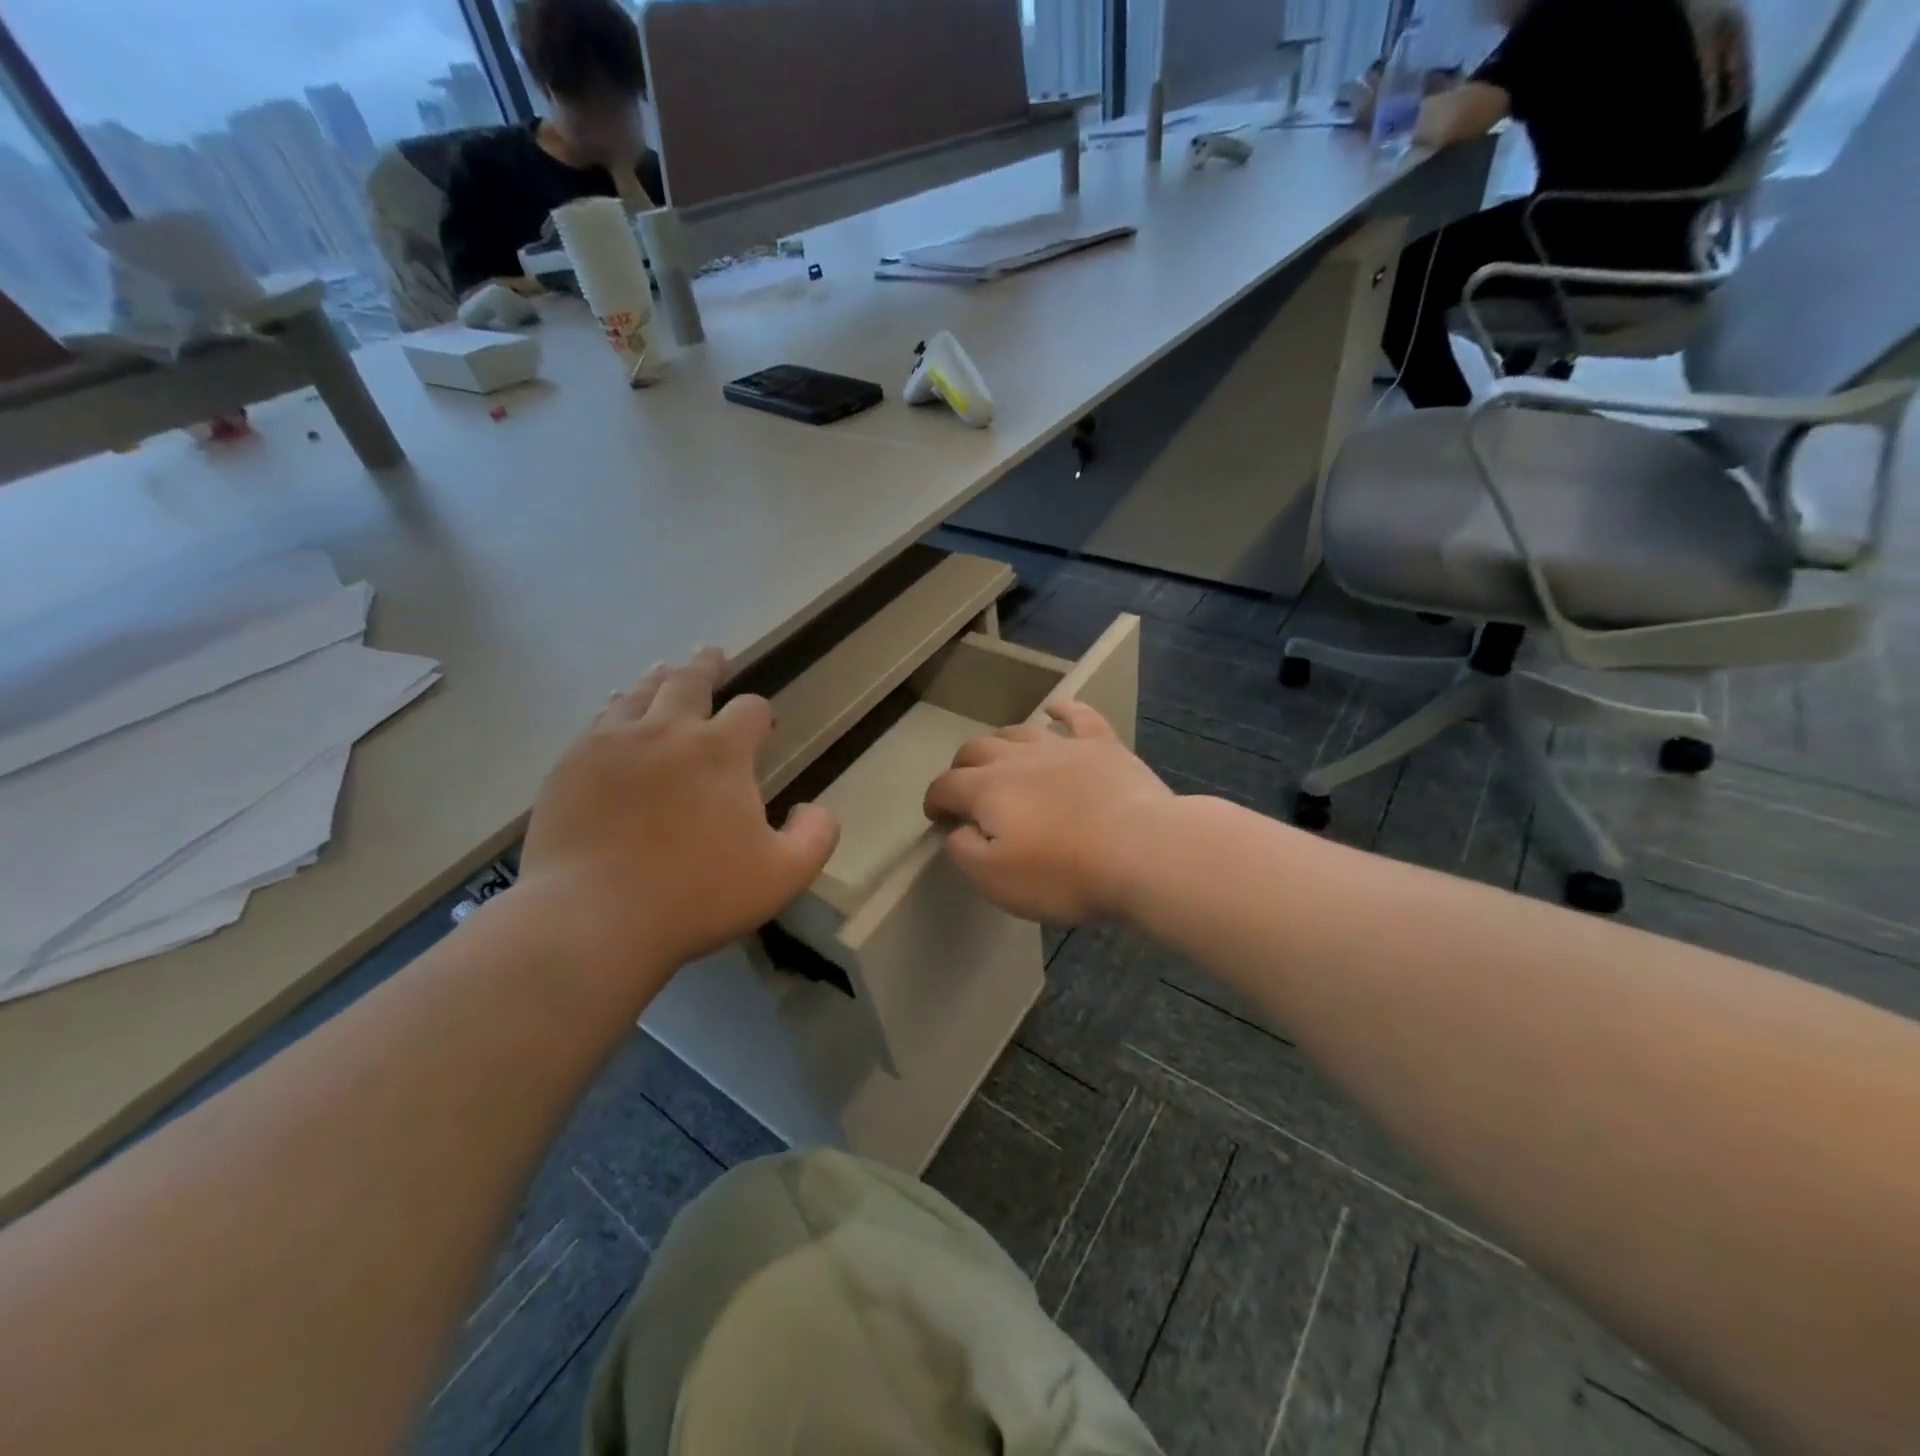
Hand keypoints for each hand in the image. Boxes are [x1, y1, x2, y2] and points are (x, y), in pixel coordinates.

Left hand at [514, 650, 838, 992]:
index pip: (750, 710)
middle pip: (689, 681)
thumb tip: (815, 807)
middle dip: (707, 667)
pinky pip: (598, 721)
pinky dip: (616, 708)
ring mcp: (612, 743)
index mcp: (721, 751)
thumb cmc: (696, 896)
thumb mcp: (783, 875)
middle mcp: (667, 731)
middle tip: (713, 655)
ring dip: (660, 679)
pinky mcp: (571, 764)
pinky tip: (615, 712)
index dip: (762, 713)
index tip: (764, 726)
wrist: (592, 918)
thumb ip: (816, 836)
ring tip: (665, 671)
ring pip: (640, 692)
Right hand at [923, 700, 1174, 925]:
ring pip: (1019, 731)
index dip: (935, 800)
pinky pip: (1078, 715)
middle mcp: (1018, 757)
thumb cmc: (1065, 873)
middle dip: (962, 768)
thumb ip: (964, 851)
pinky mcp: (1102, 745)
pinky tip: (1055, 709)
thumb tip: (957, 829)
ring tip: (1001, 758)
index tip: (937, 817)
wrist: (1142, 851)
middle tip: (966, 790)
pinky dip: (1061, 709)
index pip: (946, 786)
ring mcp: (1062, 745)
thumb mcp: (996, 880)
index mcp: (987, 789)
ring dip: (1001, 742)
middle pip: (976, 750)